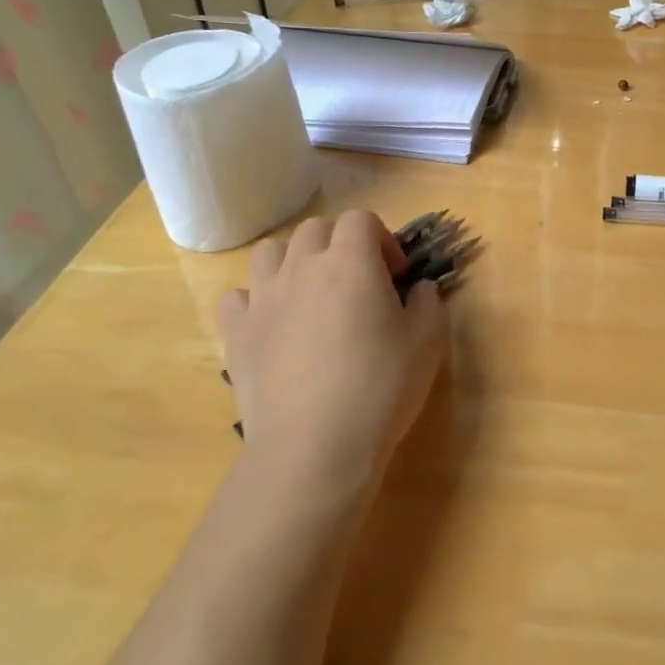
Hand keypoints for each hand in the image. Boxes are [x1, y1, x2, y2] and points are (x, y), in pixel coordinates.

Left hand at [217, 210, 447, 505]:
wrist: (316, 444)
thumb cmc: (381, 386)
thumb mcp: (428, 342)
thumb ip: (428, 302)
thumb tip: (418, 288)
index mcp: (351, 261)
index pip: (361, 219)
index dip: (382, 239)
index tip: (395, 275)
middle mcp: (302, 267)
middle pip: (316, 229)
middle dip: (340, 245)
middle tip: (358, 283)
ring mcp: (263, 298)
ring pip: (271, 252)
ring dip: (295, 262)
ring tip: (311, 296)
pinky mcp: (236, 332)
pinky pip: (238, 296)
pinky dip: (256, 300)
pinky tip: (274, 325)